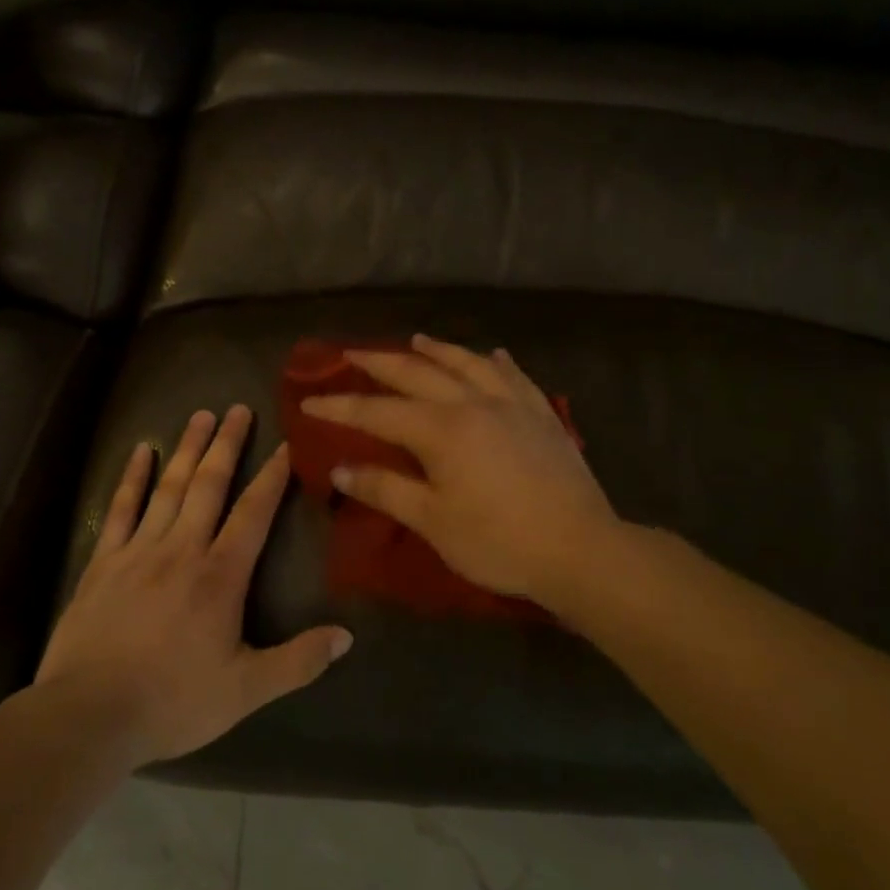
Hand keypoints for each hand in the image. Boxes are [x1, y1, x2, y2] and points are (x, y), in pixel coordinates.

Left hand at [36, 405, 353, 766]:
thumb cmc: (173, 701)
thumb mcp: (247, 691)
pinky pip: (120, 509)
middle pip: (209, 485)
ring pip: (168, 487)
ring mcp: (138, 550)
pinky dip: (131, 478)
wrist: (89, 715)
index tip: (286, 445)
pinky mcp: (102, 562)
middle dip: (227, 445)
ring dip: (186, 448)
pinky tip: (140, 450)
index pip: (253, 513)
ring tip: (201, 415)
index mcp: (220, 576)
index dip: (272, 477)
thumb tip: (348, 636)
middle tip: (238, 408)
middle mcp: (182, 549)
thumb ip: (299, 661)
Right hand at [301, 335, 617, 604]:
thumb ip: (385, 489)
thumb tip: (340, 469)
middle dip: (380, 364)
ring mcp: (512, 405)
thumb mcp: (433, 521)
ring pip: (467, 364)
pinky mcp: (542, 416)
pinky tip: (493, 355)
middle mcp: (472, 403)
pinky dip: (496, 362)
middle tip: (351, 353)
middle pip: (417, 374)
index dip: (340, 407)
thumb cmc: (498, 541)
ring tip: (416, 340)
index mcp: (441, 429)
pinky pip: (515, 377)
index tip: (308, 401)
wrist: (580, 549)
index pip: (377, 412)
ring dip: (437, 351)